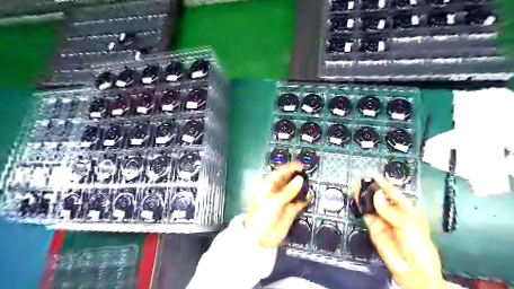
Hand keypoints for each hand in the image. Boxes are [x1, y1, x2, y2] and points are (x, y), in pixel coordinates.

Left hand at [245, 162, 308, 247]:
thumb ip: (288, 191)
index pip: (279, 173)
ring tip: (310, 183)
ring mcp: (283, 200)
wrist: (260, 238)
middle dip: (297, 176)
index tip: (300, 165)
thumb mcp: (274, 202)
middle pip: (288, 180)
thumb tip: (300, 179)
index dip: (289, 168)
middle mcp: (276, 191)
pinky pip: (299, 202)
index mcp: (268, 186)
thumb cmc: (262, 216)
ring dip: (302, 187)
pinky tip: (309, 196)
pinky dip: (304, 199)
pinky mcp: (290, 210)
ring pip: (295, 190)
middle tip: (308, 172)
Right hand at [352, 173, 447, 287]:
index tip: (370, 173)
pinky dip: (360, 206)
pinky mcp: (373, 227)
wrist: (412, 269)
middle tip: (360, 181)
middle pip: (379, 196)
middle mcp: (392, 212)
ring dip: (363, 196)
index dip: (381, 182)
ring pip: (370, 204)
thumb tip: (377, 195)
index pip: (392, 191)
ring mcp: (382, 219)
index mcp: (406, 208)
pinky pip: (366, 214)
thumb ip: (389, 209)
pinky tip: (356, 199)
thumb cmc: (417, 244)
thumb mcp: (407, 224)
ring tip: (355, 187)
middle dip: (370, 188)